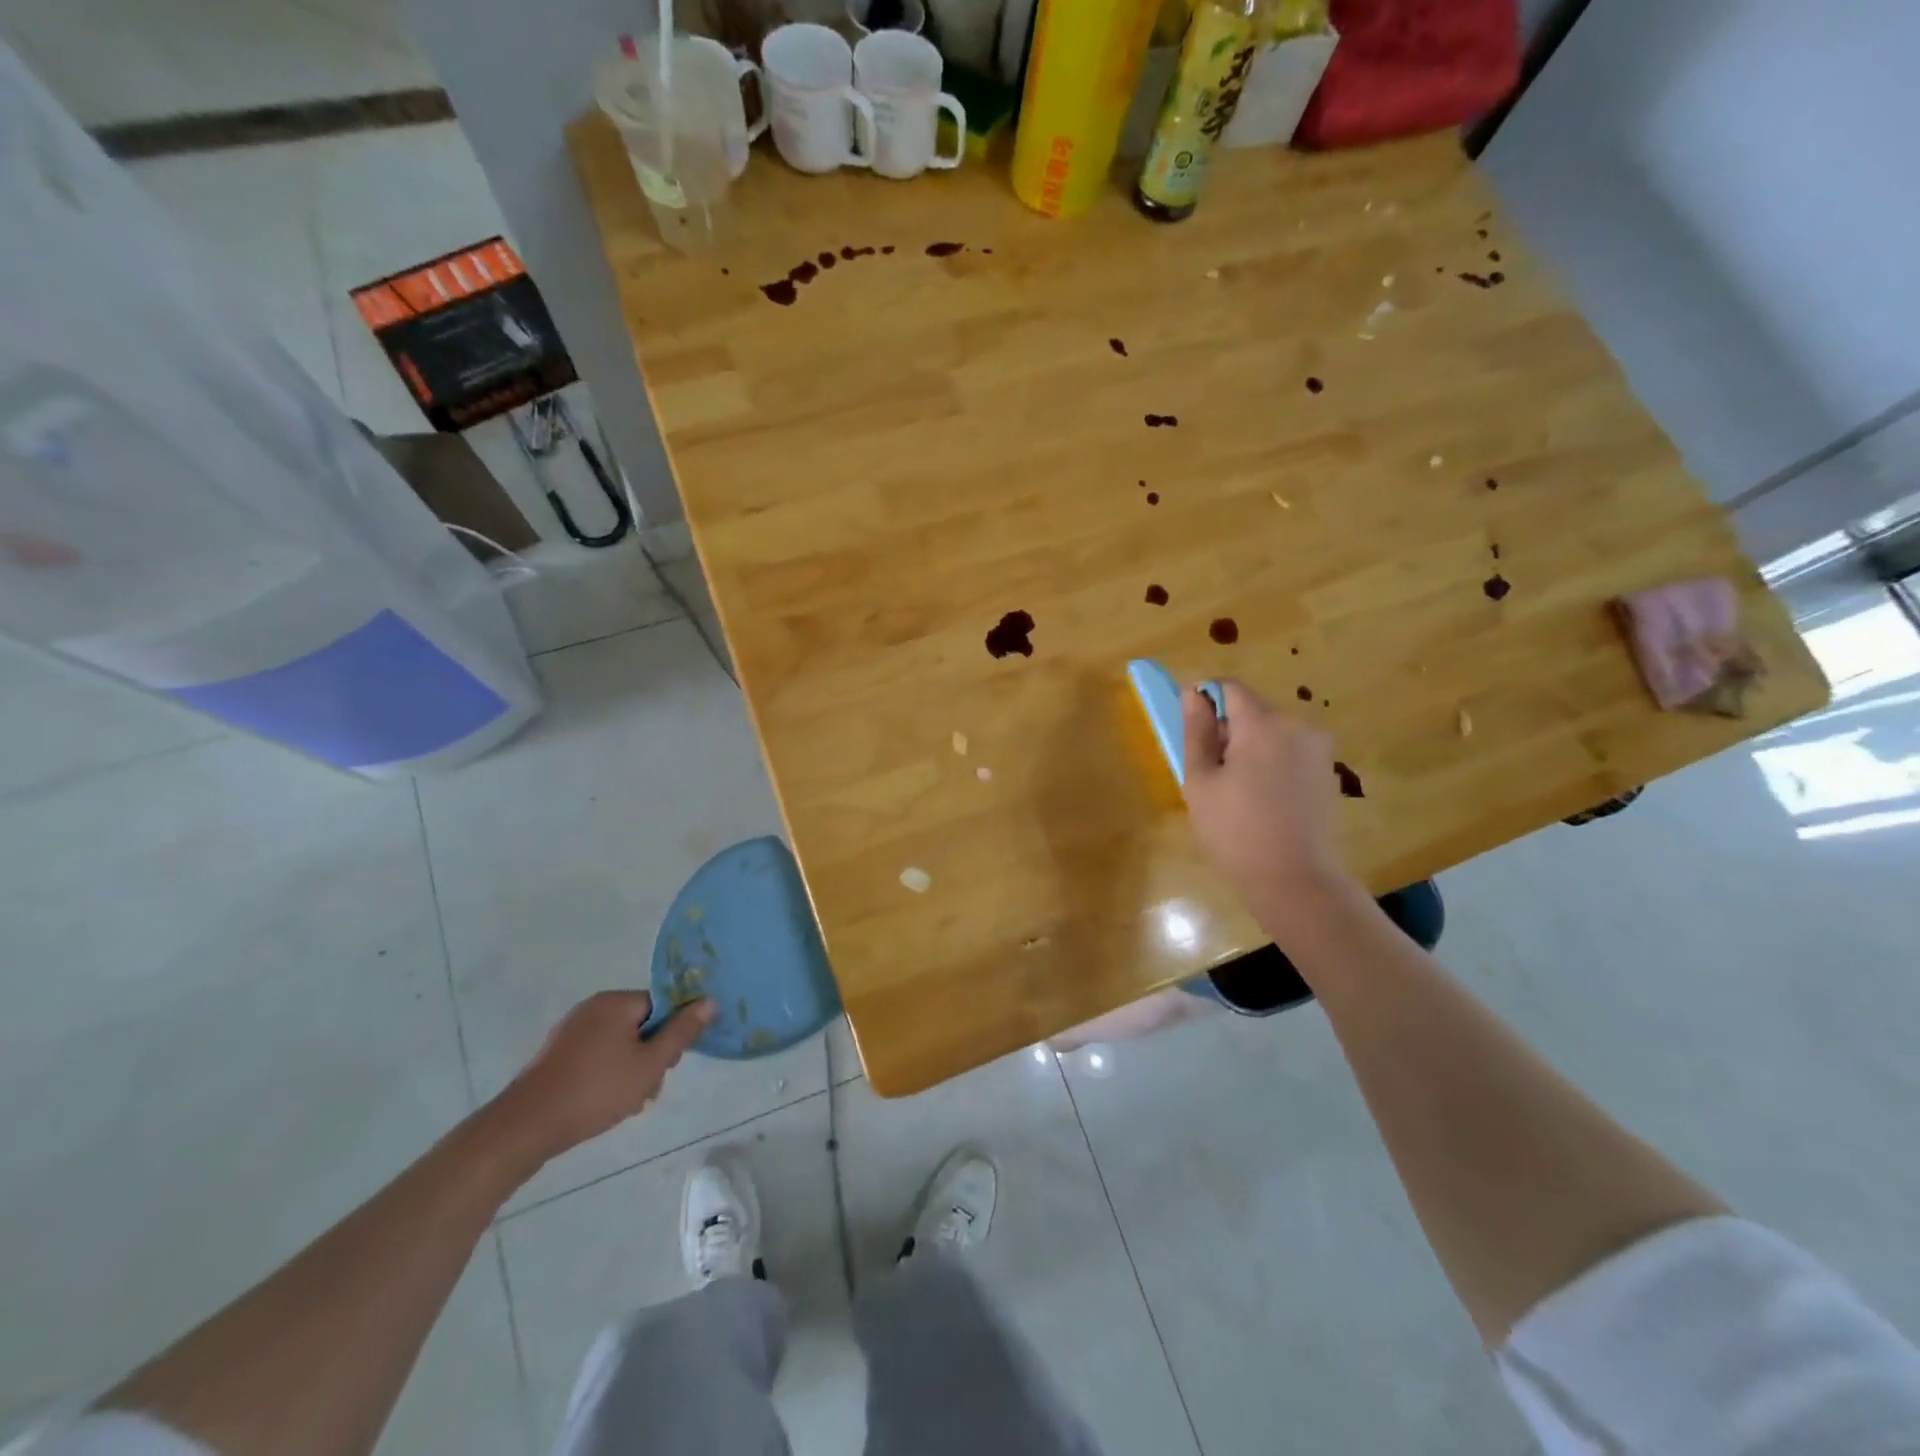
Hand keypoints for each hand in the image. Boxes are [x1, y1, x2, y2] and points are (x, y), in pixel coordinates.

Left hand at [492, 992, 714, 1164]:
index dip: (671, 1033)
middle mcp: (592, 1007)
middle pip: (641, 1024)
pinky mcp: (556, 1055)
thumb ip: (682, 1032)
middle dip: (651, 1055)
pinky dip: (607, 1074)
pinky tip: (605, 1103)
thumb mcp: (650, 1064)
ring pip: (619, 1043)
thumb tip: (709, 1000)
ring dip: (631, 1069)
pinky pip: (596, 1055)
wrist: (526, 1127)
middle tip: (648, 1087)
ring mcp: (571, 1031)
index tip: (669, 1063)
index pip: (661, 1005)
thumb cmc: (596, 1091)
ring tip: (627, 1102)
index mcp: (616, 1002)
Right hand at [1181, 680, 1358, 935]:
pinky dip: (1270, 764)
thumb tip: (1192, 692)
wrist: (1297, 881)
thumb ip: (1196, 731)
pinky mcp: (1327, 772)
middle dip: (1227, 731)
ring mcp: (1317, 749)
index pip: (1229, 687)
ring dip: (1248, 748)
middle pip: (1251, 710)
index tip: (1191, 732)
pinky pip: (1289, 753)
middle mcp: (1296, 726)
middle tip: (1209, 774)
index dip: (1204, 699)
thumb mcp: (1201, 781)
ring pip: (1270, 732)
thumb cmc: (1236, 832)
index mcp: (1262, 724)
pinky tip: (1262, 802)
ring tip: (1235, 792)